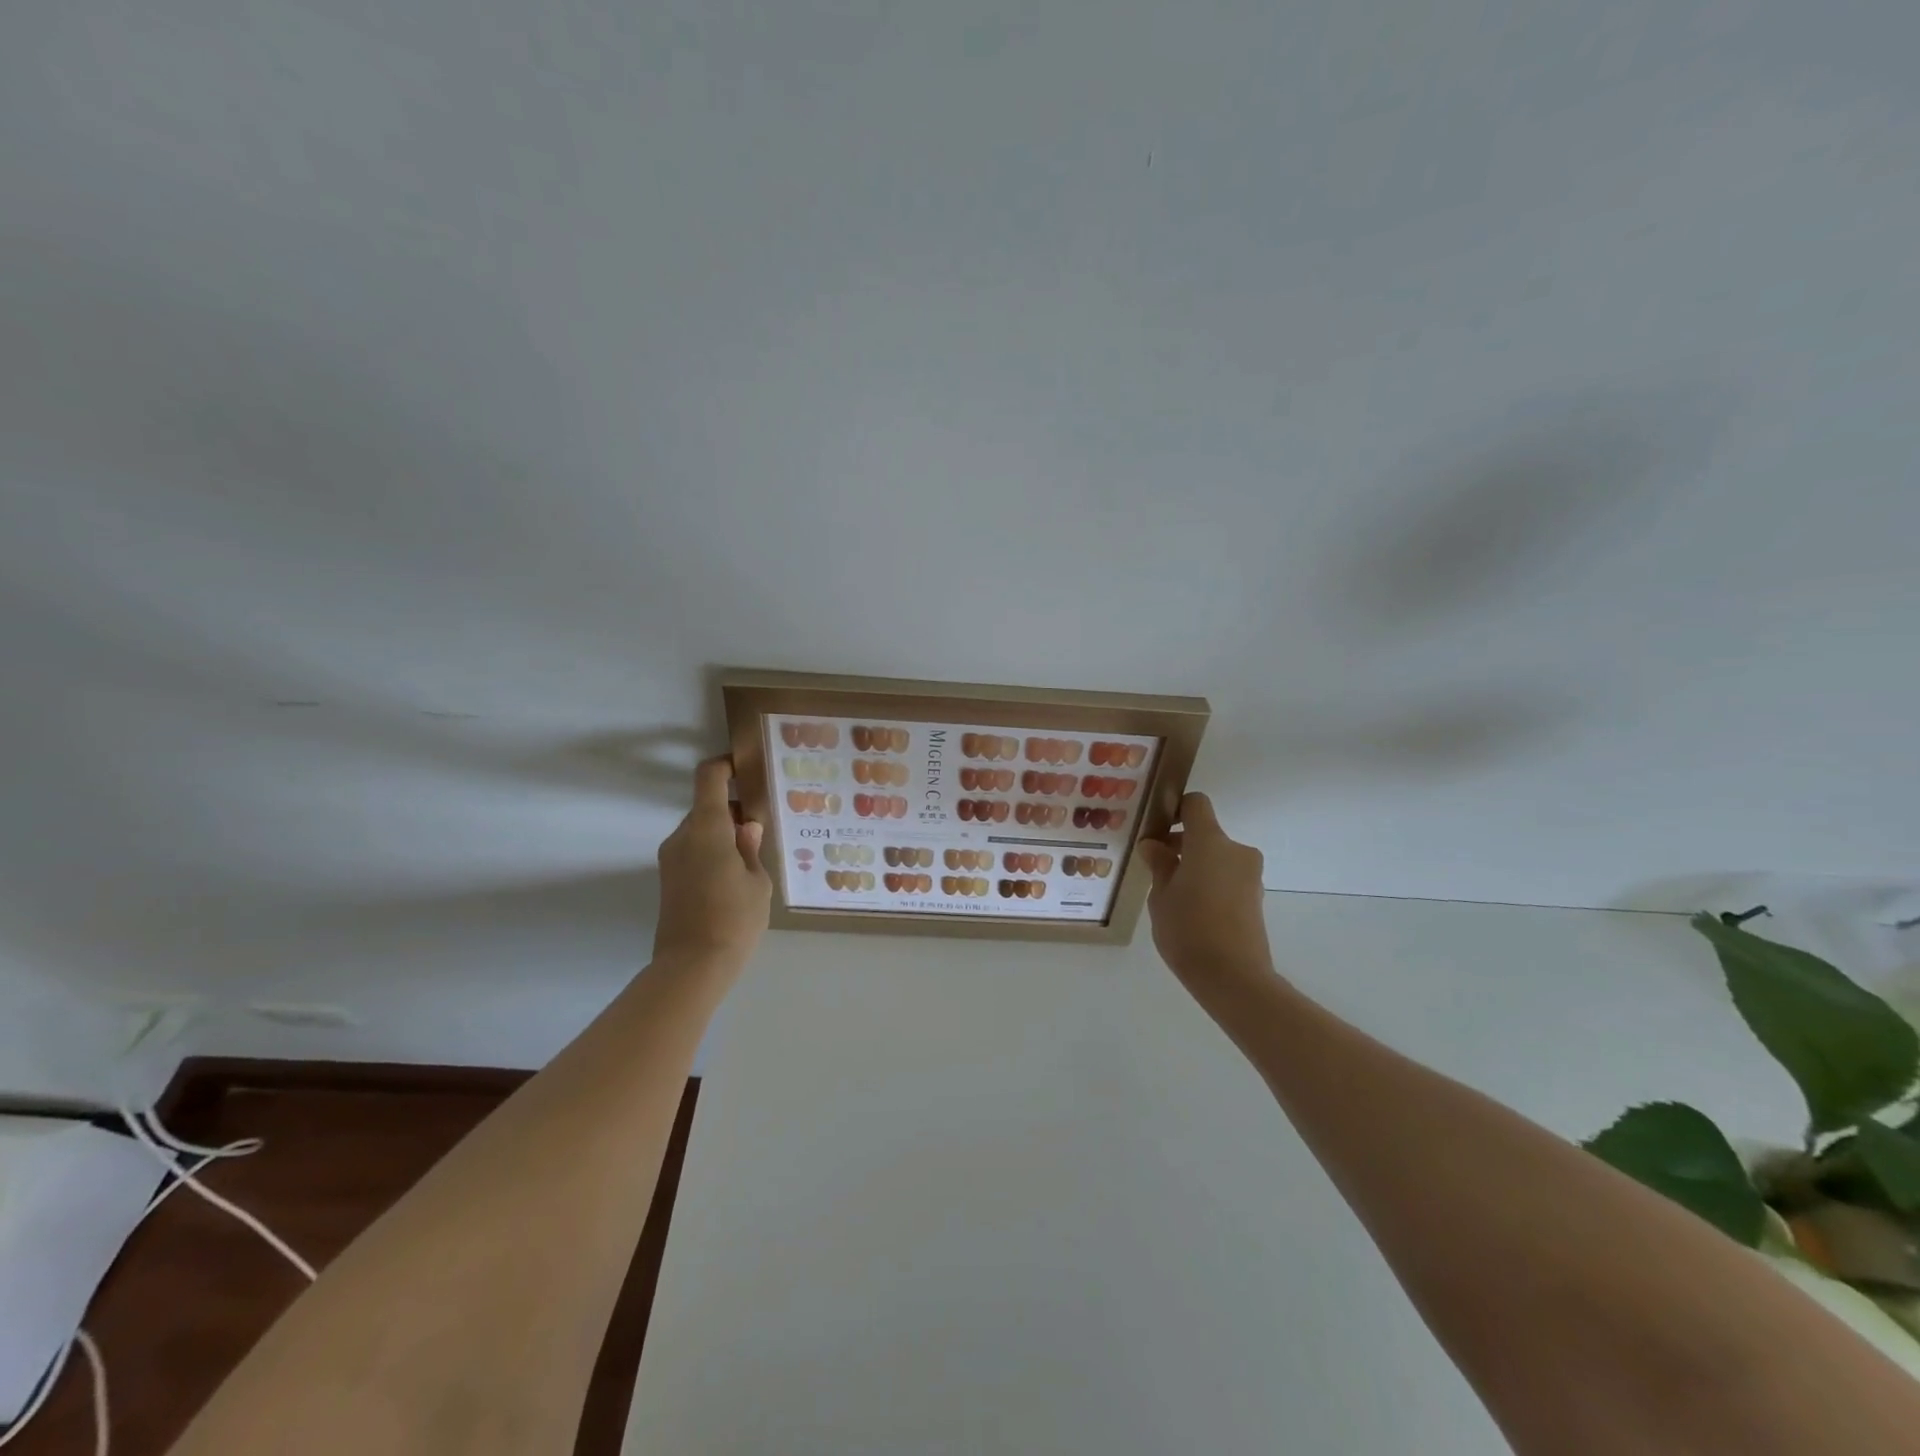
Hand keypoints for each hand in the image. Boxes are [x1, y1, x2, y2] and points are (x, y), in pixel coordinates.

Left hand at [653, 756, 771, 968]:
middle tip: (761, 831)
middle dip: (733, 812)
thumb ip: (751, 848)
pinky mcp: (668, 879)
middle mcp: (682, 836)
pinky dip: (713, 853)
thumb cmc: (734, 918)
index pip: (708, 778)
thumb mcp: (757, 881)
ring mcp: (671, 858)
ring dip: (723, 835)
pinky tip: (734, 879)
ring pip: (701, 831)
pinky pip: (693, 851)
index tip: (746, 770)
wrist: (692, 967)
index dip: (725, 766)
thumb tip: (747, 827)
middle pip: (707, 807)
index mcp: (707, 828)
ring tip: (751, 860)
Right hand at [1137, 792, 1275, 999]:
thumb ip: (1159, 865)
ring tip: (1173, 896)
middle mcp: (1236, 850)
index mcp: (1210, 842)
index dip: (1175, 809)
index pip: (1196, 804)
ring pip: (1218, 858)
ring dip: (1197, 866)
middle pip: (1206, 834)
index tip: (1157, 830)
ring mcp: (1250, 875)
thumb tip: (1154, 846)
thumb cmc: (1187, 928)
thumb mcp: (1160, 896)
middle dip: (1182, 845)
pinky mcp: (1255, 898)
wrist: (1233, 977)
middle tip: (1156, 868)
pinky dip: (1211, 884)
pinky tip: (1192, 912)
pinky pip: (1228, 878)